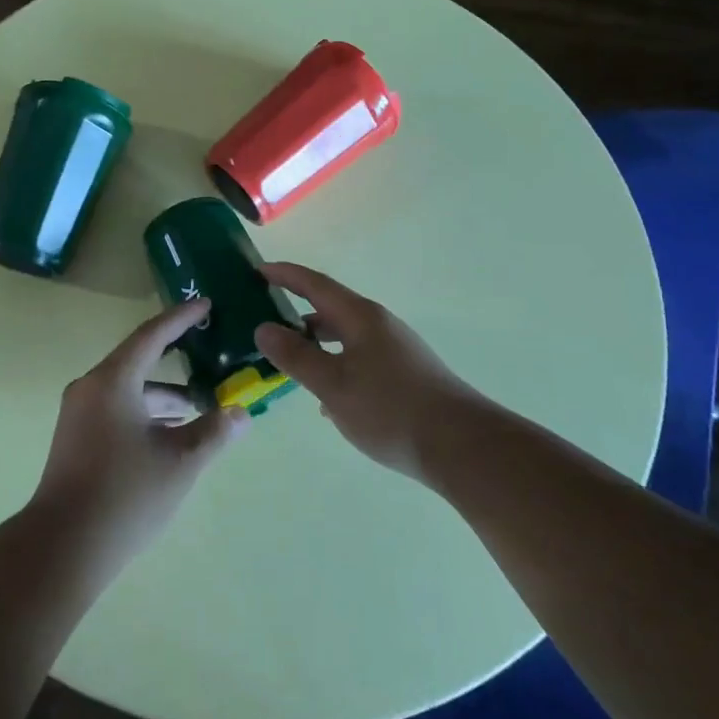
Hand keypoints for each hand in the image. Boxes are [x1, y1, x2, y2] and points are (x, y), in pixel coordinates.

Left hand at [33, 297, 246, 569]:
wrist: (63, 546)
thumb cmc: (126, 494)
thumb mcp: (180, 462)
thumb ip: (214, 431)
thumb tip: (241, 414)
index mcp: (113, 381)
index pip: (152, 335)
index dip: (181, 318)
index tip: (206, 304)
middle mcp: (91, 387)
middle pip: (139, 360)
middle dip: (176, 358)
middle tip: (210, 351)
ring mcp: (79, 413)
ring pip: (129, 389)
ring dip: (164, 395)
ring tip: (202, 407)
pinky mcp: (76, 437)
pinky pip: (117, 408)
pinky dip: (146, 412)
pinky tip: (171, 434)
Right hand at [255, 261, 487, 482]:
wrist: (461, 447)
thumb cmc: (390, 409)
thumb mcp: (332, 384)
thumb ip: (295, 356)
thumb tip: (263, 328)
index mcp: (359, 317)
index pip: (314, 284)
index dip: (284, 275)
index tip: (257, 271)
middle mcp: (378, 325)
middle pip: (329, 309)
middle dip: (295, 312)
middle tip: (263, 322)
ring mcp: (394, 350)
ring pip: (344, 337)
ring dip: (315, 344)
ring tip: (289, 363)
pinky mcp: (404, 374)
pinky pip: (358, 359)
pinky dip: (335, 366)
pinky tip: (326, 401)